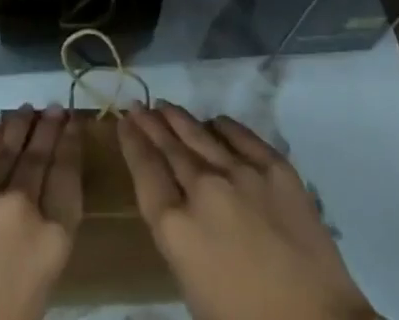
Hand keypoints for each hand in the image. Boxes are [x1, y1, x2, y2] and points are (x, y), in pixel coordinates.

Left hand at [0, 104, 82, 319]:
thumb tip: (44, 195)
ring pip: (8, 146)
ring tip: (28, 111)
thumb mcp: (38, 286)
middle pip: (40, 155)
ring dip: (21, 125)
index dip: (71, 144)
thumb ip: (46, 237)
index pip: (68, 175)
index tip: (73, 124)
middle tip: (55, 108)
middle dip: (49, 128)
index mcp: (51, 239)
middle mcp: (21, 206)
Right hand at [118, 102, 378, 319]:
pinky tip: (215, 122)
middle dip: (151, 124)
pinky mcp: (274, 166)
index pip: (145, 172)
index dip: (132, 143)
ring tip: (166, 106)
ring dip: (179, 119)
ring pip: (200, 134)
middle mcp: (202, 190)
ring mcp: (239, 172)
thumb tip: (180, 210)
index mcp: (177, 229)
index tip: (124, 122)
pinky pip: (240, 135)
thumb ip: (182, 241)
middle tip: (139, 106)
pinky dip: (222, 126)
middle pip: (169, 147)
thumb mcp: (196, 291)